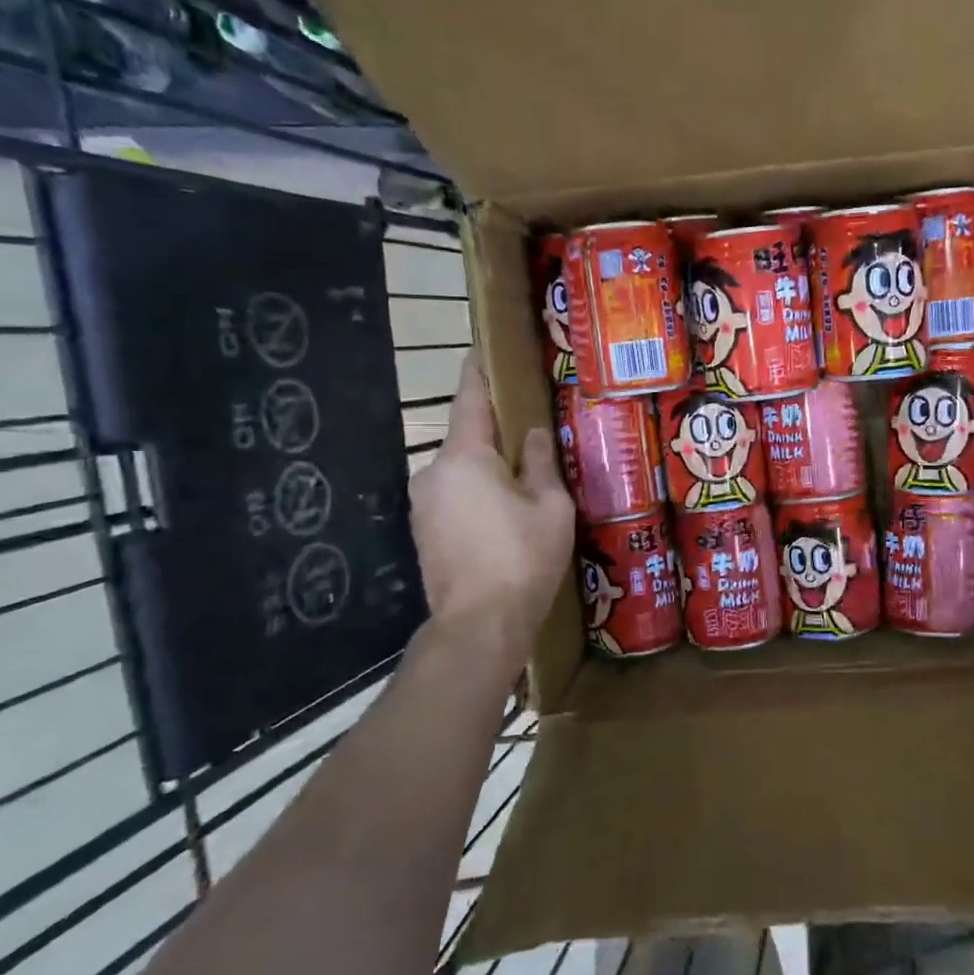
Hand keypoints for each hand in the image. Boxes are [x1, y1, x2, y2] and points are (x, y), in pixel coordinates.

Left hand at [409, 353, 573, 639]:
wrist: (479, 624)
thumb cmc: (523, 558)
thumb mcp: (550, 506)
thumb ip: (539, 463)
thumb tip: (532, 434)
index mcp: (465, 457)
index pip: (470, 400)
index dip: (477, 373)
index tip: (480, 350)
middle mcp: (433, 472)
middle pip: (466, 440)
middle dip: (493, 436)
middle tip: (527, 436)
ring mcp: (423, 504)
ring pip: (460, 472)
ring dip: (486, 471)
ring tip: (521, 483)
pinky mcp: (423, 531)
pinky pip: (453, 497)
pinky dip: (475, 496)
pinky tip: (502, 515)